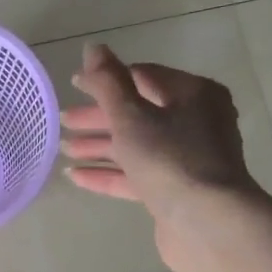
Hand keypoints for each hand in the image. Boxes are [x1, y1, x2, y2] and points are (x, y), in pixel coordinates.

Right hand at [61, 43, 269, 271]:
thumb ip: (108, 82)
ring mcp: (188, 159)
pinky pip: (138, 175)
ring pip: (137, 146)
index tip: (74, 87)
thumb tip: (93, 48)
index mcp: (193, 94)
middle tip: (63, 122)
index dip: (106, 80)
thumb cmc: (171, 159)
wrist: (208, 223)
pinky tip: (77, 177)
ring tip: (64, 150)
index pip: (143, 77)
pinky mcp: (177, 190)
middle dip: (99, 118)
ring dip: (100, 147)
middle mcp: (196, 122)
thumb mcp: (132, 116)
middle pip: (139, 113)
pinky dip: (110, 174)